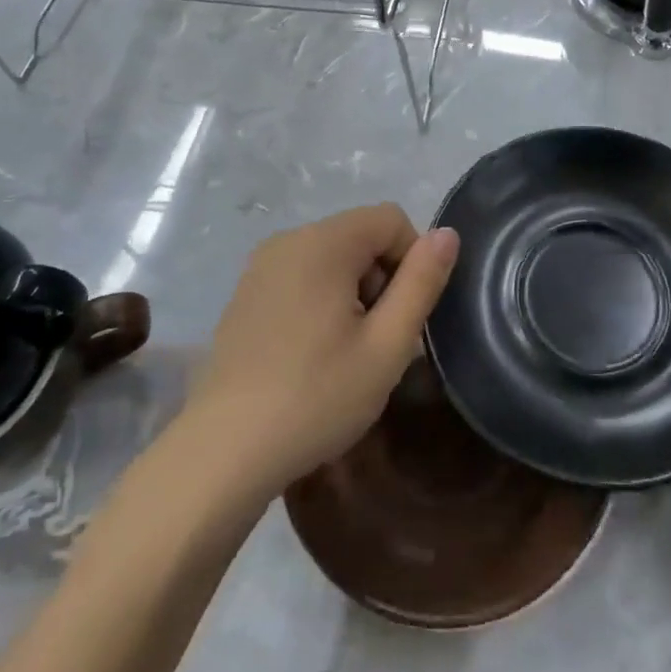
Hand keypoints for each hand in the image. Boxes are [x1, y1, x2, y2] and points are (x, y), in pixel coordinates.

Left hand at [186, 205, 458, 498]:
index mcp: (323, 242)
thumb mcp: (387, 346)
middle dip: (381, 279)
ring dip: (353, 293)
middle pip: (360, 236)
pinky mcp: (245, 294)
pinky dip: (321, 301)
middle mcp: (288, 240)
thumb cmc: (316, 397)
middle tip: (377, 342)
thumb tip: (447, 233)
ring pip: (332, 258)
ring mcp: (261, 267)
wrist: (224, 452)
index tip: (404, 317)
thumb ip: (421, 283)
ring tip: (347, 353)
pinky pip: (302, 277)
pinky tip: (313, 355)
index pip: (391, 219)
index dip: (412, 261)